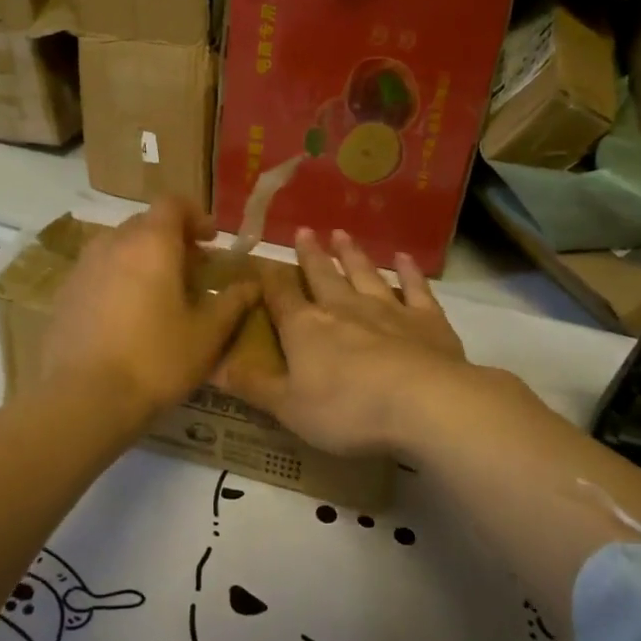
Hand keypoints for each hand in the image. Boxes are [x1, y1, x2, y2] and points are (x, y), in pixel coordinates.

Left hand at [38, 200, 258, 422]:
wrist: (81, 399)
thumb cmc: (155, 360)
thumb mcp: (206, 335)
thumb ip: (231, 303)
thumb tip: (252, 285)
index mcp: (151, 243)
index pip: (172, 203)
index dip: (195, 215)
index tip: (211, 241)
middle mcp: (114, 243)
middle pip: (145, 224)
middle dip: (172, 239)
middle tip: (192, 271)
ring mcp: (83, 267)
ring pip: (119, 247)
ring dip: (143, 258)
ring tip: (160, 294)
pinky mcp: (65, 294)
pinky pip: (99, 271)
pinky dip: (119, 279)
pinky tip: (128, 317)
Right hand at [219, 228, 471, 458]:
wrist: (423, 403)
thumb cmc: (347, 409)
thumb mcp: (289, 408)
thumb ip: (254, 385)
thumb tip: (214, 367)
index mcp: (306, 328)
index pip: (282, 297)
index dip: (271, 279)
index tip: (265, 260)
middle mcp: (344, 308)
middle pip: (323, 276)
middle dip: (312, 255)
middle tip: (305, 231)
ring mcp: (387, 309)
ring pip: (365, 274)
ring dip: (352, 255)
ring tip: (342, 235)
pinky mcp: (426, 320)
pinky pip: (415, 288)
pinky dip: (409, 272)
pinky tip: (404, 258)